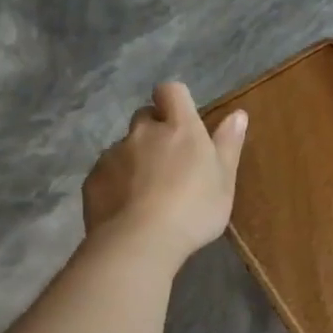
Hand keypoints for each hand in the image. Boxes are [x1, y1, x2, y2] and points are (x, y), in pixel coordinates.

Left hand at [82, 82, 246, 269]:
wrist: (140, 241)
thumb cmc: (195, 209)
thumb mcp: (225, 180)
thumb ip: (229, 144)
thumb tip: (238, 113)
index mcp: (180, 129)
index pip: (171, 91)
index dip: (175, 100)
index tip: (184, 119)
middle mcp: (144, 133)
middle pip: (146, 116)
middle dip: (156, 129)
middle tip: (171, 161)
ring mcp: (114, 154)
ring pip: (126, 146)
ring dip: (137, 158)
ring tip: (150, 192)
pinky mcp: (93, 178)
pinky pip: (108, 171)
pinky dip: (118, 181)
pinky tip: (130, 207)